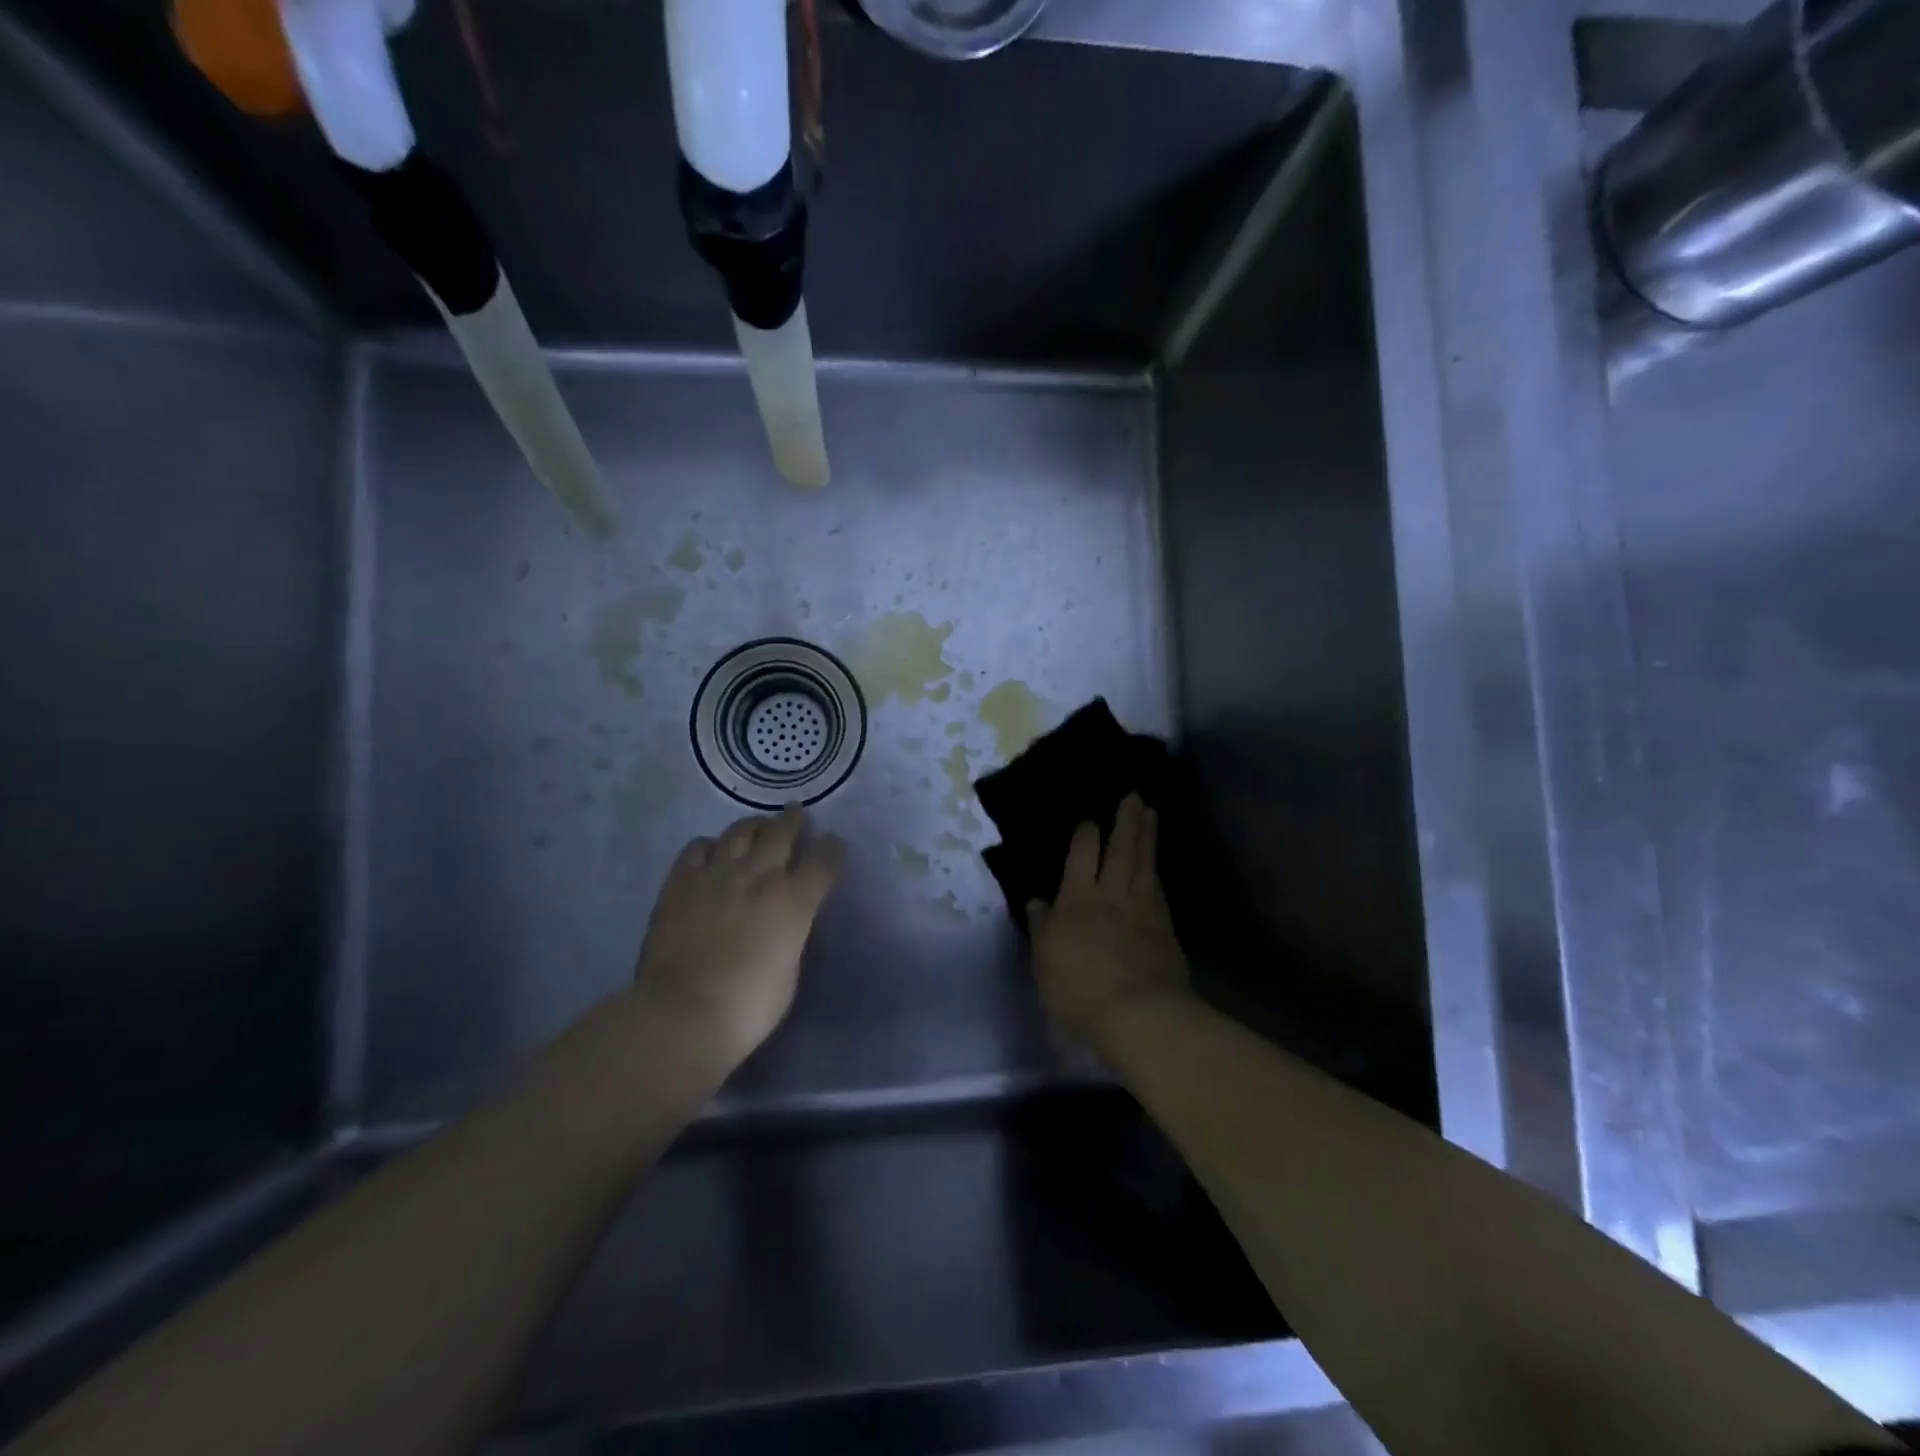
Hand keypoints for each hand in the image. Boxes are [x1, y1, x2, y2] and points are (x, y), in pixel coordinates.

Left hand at [635, 806, 843, 1067]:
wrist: (682, 1014)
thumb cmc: (749, 1006)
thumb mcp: (790, 969)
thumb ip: (791, 933)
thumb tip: (786, 921)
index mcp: (794, 900)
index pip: (824, 861)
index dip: (832, 850)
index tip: (834, 845)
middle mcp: (759, 876)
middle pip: (782, 832)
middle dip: (794, 821)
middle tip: (797, 815)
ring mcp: (716, 874)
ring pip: (740, 830)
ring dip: (755, 826)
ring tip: (758, 827)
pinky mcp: (680, 882)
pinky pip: (698, 848)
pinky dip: (711, 846)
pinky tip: (713, 853)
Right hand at [1026, 793, 1190, 1049]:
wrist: (1140, 1015)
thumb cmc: (1079, 990)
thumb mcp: (1045, 962)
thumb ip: (1042, 928)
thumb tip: (1036, 902)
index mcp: (1078, 901)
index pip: (1083, 856)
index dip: (1086, 835)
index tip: (1090, 820)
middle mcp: (1113, 896)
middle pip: (1121, 851)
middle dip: (1126, 822)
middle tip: (1134, 796)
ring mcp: (1144, 911)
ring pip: (1145, 865)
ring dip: (1148, 837)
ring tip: (1151, 814)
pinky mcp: (1166, 930)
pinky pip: (1160, 891)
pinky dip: (1157, 873)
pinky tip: (1158, 868)